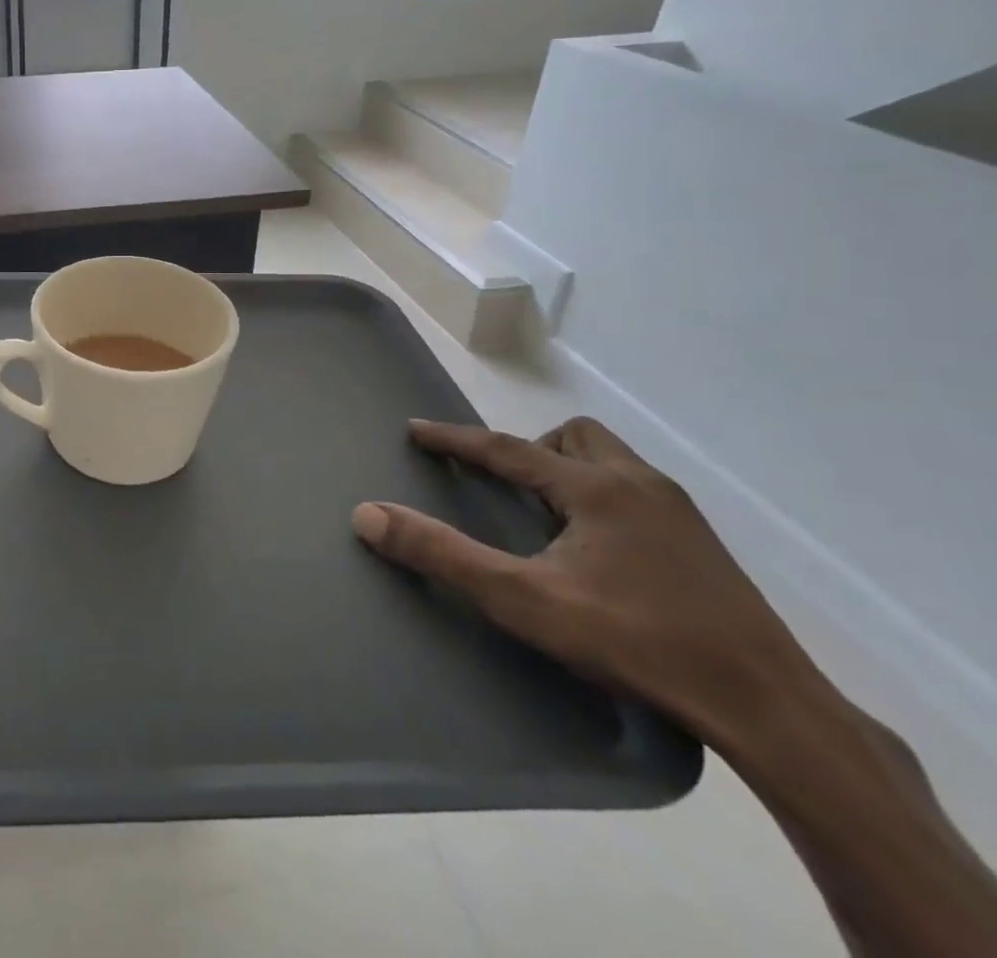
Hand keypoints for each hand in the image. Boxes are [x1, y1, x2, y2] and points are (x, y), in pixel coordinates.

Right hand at [354, 416, 816, 747]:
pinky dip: (603, 499)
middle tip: (509, 487)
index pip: (507, 448)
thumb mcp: (524, 601)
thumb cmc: (636, 642)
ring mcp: (680, 514)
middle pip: (575, 436)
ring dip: (570, 470)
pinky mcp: (704, 547)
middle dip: (531, 449)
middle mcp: (639, 484)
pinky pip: (638, 492)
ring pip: (612, 460)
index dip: (456, 439)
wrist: (770, 708)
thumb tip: (367, 513)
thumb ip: (443, 555)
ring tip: (549, 517)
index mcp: (595, 488)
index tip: (416, 429)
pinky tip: (600, 550)